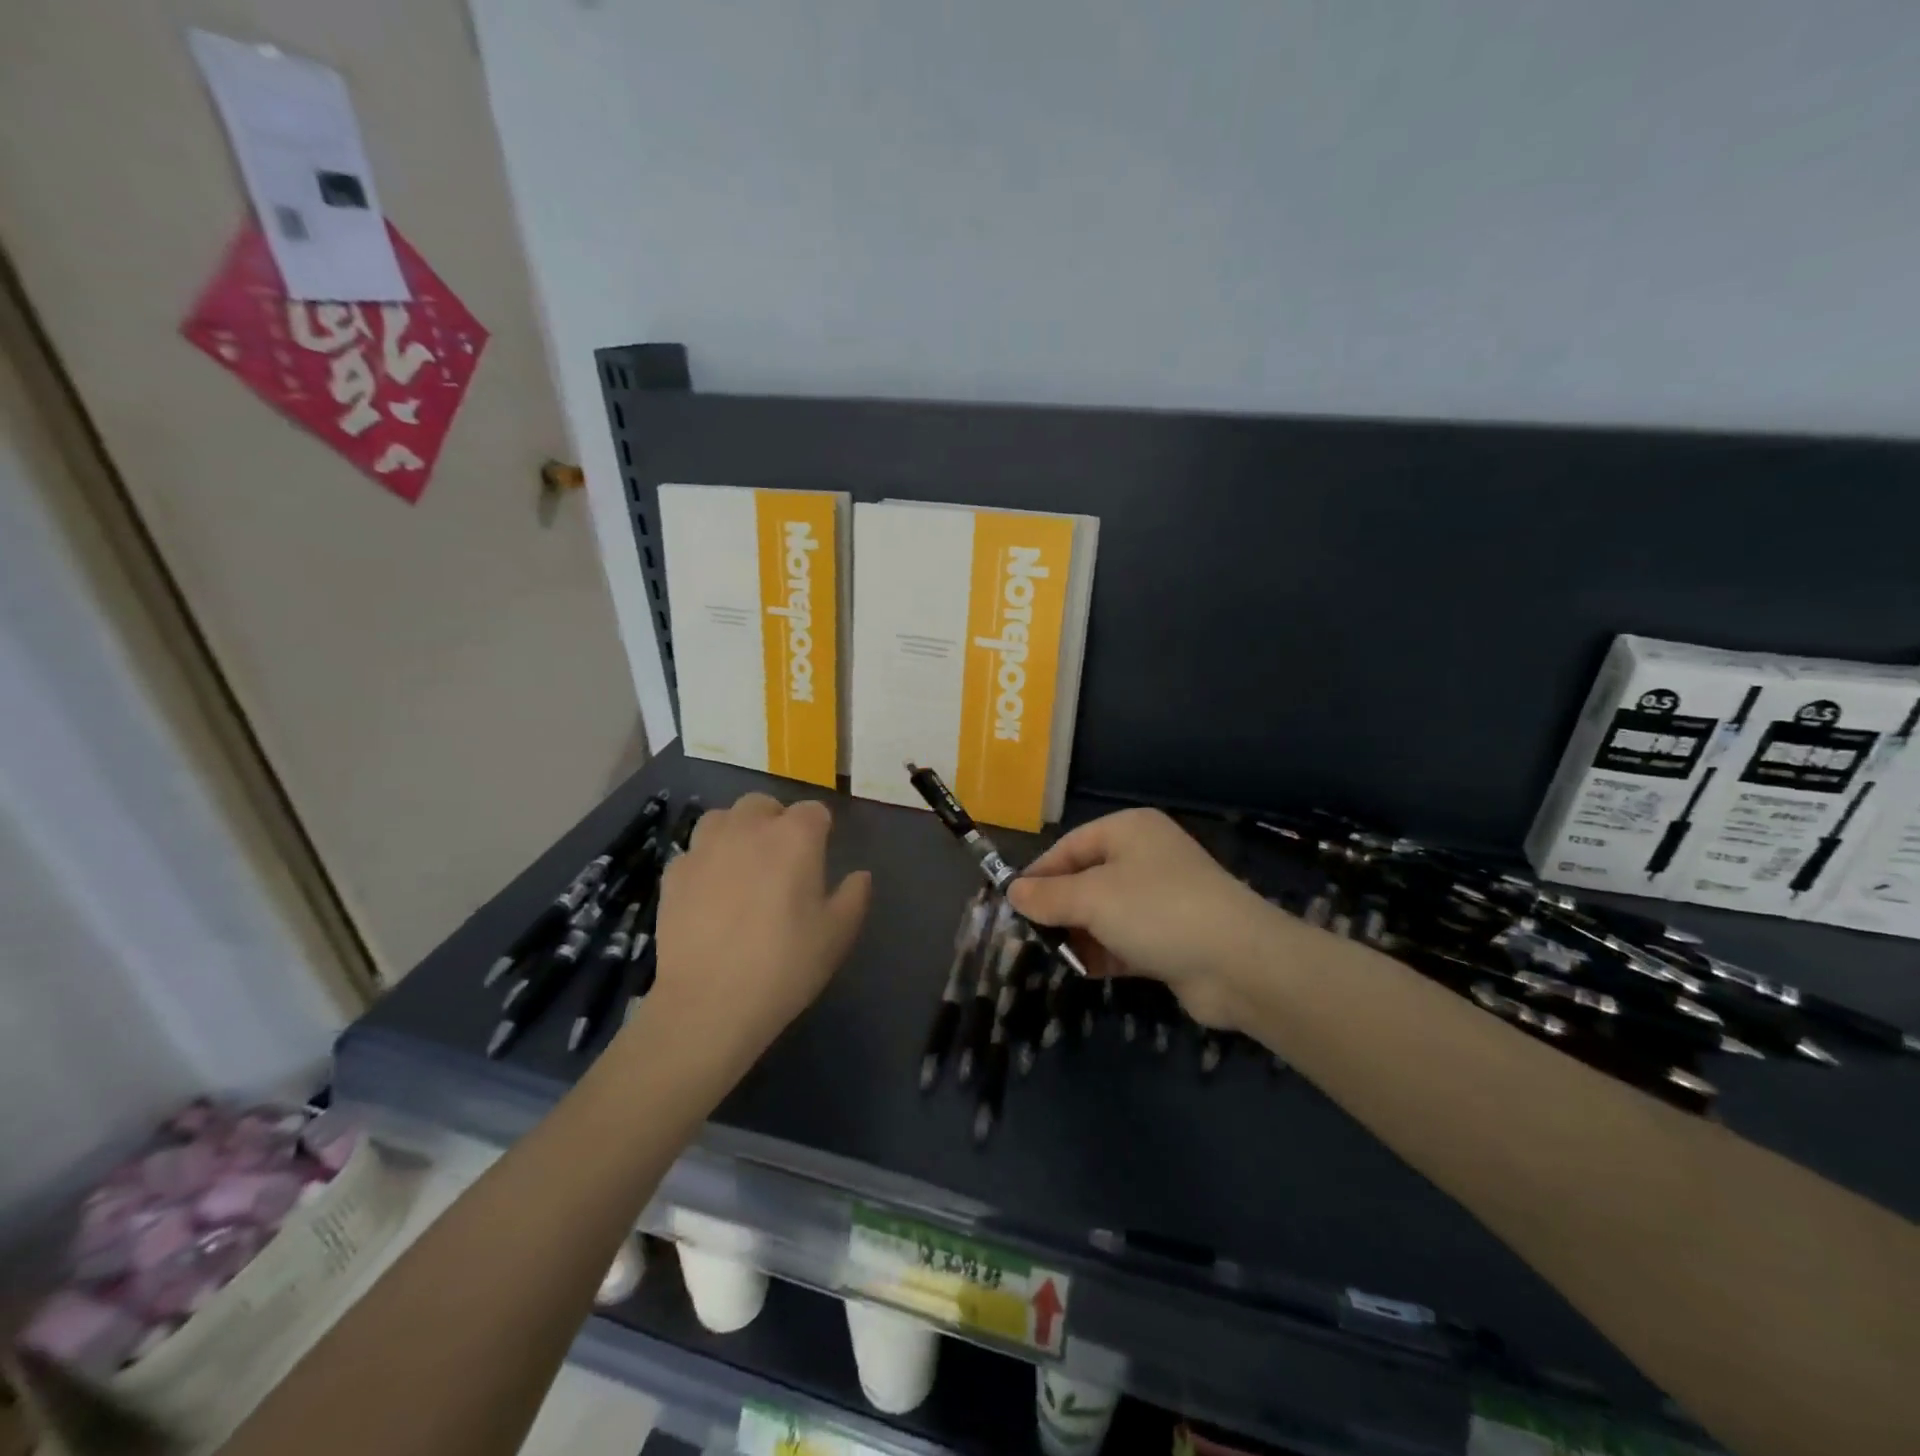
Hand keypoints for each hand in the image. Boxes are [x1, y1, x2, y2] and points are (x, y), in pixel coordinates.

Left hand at [648, 793, 871, 1061]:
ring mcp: (705, 848)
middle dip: (775, 821)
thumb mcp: (837, 935)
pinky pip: (693, 852)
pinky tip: (709, 892)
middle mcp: (748, 829)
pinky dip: (705, 862)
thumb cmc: (785, 965)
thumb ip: (854, 896)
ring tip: (742, 864)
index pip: (814, 811)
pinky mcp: (673, 873)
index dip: (820, 830)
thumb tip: (860, 875)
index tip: (821, 856)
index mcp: (795, 837)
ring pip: (722, 818)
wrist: (709, 1003)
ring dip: (736, 831)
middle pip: (763, 804)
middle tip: (782, 859)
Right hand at [1007, 808, 1282, 1029]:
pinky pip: (1124, 939)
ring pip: (1104, 913)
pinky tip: (1085, 969)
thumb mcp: (1091, 898)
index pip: (1069, 846)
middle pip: (1085, 880)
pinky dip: (1104, 952)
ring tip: (1057, 956)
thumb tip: (1012, 892)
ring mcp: (1161, 899)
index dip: (1039, 874)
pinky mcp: (1171, 937)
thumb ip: (1047, 896)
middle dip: (1059, 909)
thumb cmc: (1156, 911)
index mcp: (1129, 831)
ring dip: (1080, 934)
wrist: (1238, 963)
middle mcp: (1145, 858)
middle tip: (1031, 936)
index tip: (1012, 905)